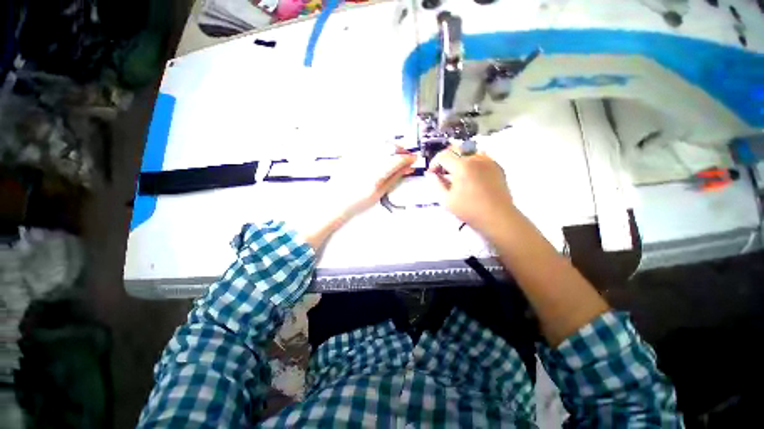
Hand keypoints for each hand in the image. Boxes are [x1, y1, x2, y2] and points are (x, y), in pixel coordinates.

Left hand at [329, 146, 416, 217]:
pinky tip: (381, 152)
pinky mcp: (351, 152)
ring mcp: (357, 155)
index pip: (397, 159)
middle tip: (406, 157)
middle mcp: (366, 160)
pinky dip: (379, 145)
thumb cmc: (356, 202)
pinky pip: (368, 142)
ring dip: (391, 145)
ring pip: (380, 141)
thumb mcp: (379, 193)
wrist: (335, 201)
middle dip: (401, 149)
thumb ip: (394, 178)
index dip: (408, 158)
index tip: (414, 159)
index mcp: (375, 174)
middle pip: (389, 146)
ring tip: (395, 154)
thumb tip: (407, 168)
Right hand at [428, 146, 515, 235]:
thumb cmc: (469, 210)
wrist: (497, 217)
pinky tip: (470, 176)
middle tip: (442, 171)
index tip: (432, 173)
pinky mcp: (496, 166)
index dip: (434, 163)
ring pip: (468, 151)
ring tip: (456, 173)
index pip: (443, 156)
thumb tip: (432, 174)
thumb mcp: (446, 199)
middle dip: (445, 158)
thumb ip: (437, 183)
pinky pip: (480, 157)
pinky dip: (471, 162)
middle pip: (455, 149)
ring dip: (458, 159)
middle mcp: (475, 158)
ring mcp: (488, 161)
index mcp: (462, 166)